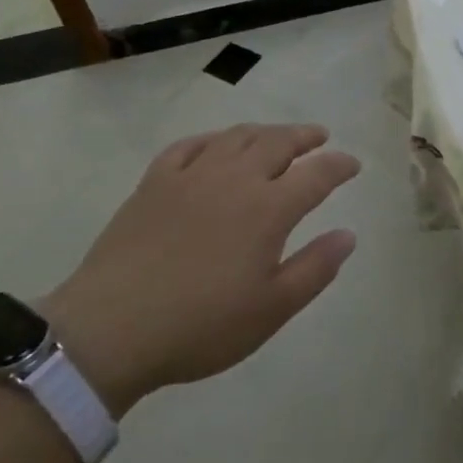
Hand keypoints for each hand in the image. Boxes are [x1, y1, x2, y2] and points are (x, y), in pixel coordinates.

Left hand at [42, 124, 359, 413]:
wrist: (109, 331)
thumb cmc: (200, 326)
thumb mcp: (271, 309)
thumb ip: (315, 268)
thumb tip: (348, 235)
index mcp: (268, 208)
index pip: (317, 174)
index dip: (339, 165)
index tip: (353, 164)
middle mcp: (235, 179)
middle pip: (278, 142)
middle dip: (305, 136)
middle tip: (319, 136)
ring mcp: (192, 176)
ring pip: (236, 137)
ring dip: (264, 131)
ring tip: (276, 136)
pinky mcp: (154, 183)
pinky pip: (188, 146)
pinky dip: (211, 139)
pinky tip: (215, 146)